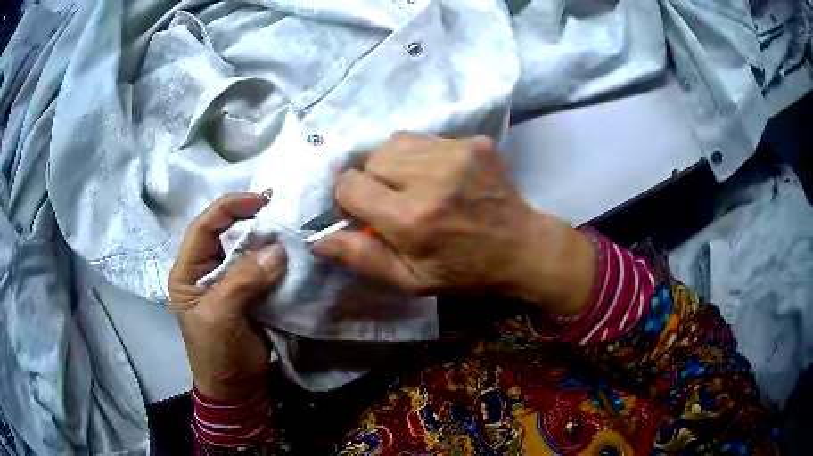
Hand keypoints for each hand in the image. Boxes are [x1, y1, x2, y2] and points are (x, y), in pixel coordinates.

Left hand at [168, 193, 286, 400]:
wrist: (236, 388)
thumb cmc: (216, 353)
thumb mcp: (220, 316)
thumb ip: (242, 281)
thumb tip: (276, 250)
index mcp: (188, 272)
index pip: (204, 227)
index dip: (229, 208)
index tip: (261, 200)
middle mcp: (206, 271)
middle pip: (226, 234)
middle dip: (252, 222)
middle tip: (281, 216)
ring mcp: (228, 282)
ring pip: (247, 251)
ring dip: (267, 242)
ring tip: (290, 234)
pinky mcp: (248, 294)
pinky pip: (262, 270)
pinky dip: (277, 263)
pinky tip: (292, 257)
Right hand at [313, 133, 595, 315]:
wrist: (521, 246)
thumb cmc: (464, 271)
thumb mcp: (411, 280)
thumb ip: (362, 258)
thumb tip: (318, 240)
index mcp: (411, 219)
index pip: (349, 185)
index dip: (350, 199)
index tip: (367, 212)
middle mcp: (431, 178)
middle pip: (370, 159)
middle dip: (372, 180)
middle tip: (395, 202)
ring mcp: (456, 153)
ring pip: (394, 143)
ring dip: (394, 164)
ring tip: (415, 186)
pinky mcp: (474, 142)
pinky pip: (425, 138)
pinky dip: (421, 155)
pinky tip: (440, 176)